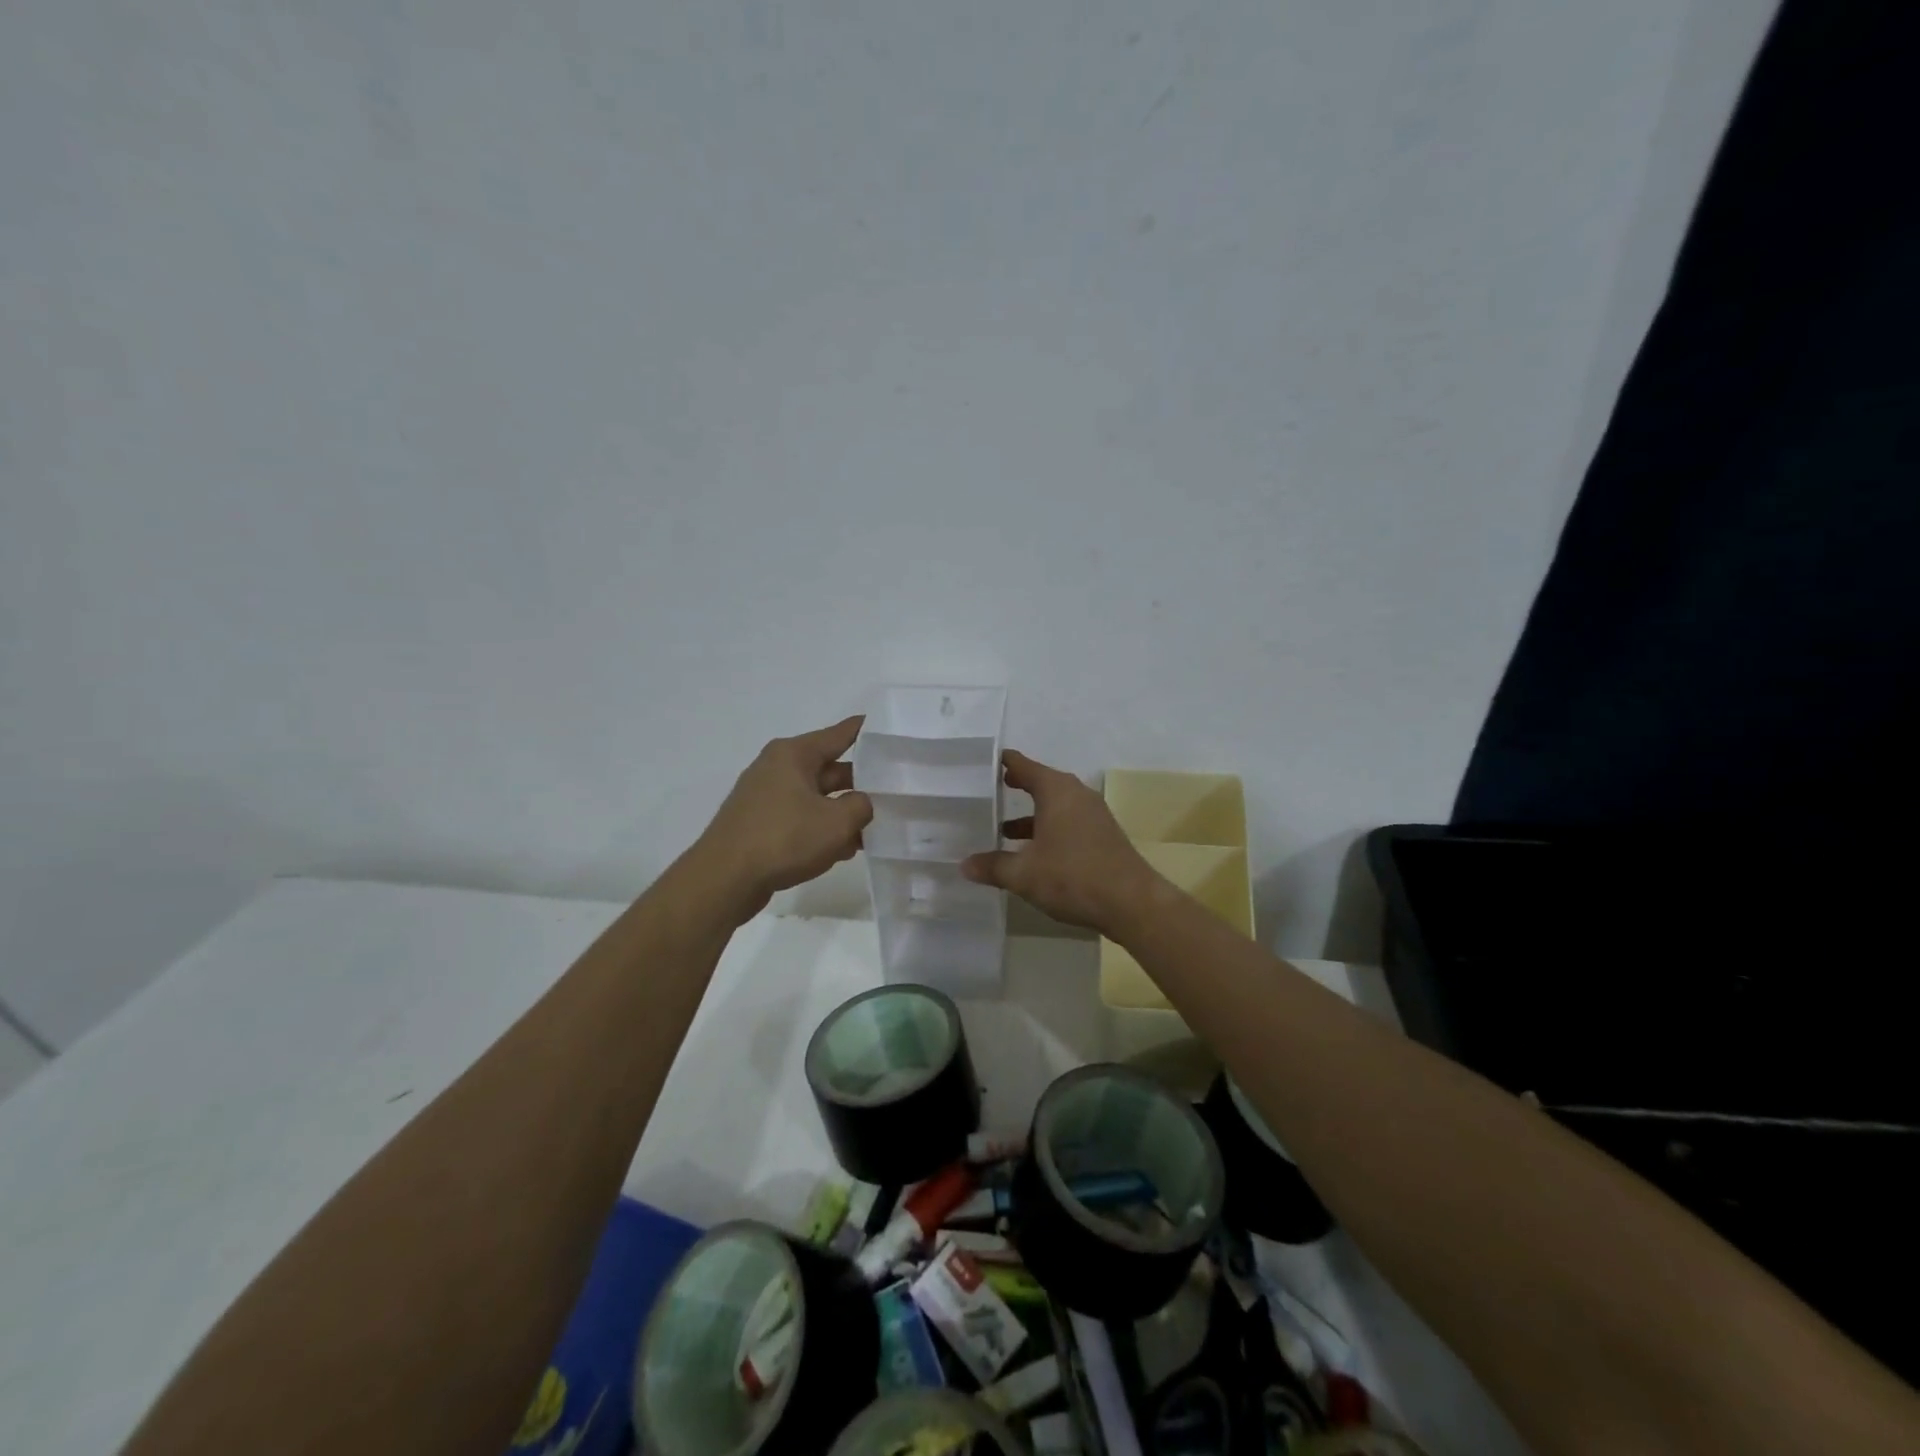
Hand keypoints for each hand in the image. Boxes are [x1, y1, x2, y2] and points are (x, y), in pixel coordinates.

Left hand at [695, 716, 873, 921]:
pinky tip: (843, 850)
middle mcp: (777, 768)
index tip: (888, 726)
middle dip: (861, 782)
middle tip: (894, 792)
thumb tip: (860, 804)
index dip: (866, 730)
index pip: (839, 734)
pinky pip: (801, 818)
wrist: (724, 880)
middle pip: (830, 768)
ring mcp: (766, 797)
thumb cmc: (784, 839)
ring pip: (817, 798)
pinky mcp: (760, 824)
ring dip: (842, 812)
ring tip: (874, 830)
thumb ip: (861, 806)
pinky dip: (821, 829)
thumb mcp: (837, 822)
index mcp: (794, 754)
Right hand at [962, 750, 1163, 936]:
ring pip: (1055, 805)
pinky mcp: (1102, 835)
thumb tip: (964, 865)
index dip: (1003, 763)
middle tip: (989, 790)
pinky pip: (1068, 821)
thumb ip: (993, 866)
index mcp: (1057, 791)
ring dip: (1031, 814)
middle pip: (1041, 782)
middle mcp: (1077, 795)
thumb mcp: (1024, 874)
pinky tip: (1033, 852)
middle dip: (1016, 787)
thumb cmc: (1072, 877)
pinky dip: (1048, 828)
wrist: (1131, 902)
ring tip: (1003, 828)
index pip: (1023, 766)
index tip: (983, 762)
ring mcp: (1093, 815)